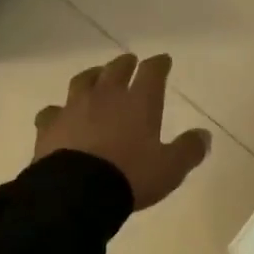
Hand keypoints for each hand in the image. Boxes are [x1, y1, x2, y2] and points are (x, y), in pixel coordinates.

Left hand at [33, 53, 210, 209]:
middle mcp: (106, 96)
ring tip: (96, 76)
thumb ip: (188, 150)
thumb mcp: (169, 168)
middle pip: (116, 69)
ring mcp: (74, 107)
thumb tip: (204, 135)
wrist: (76, 192)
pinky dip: (59, 111)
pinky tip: (59, 115)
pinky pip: (52, 111)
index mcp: (139, 102)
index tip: (163, 60)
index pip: (152, 72)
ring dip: (92, 76)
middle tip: (129, 61)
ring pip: (83, 81)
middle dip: (125, 64)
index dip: (159, 64)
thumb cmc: (130, 176)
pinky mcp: (50, 125)